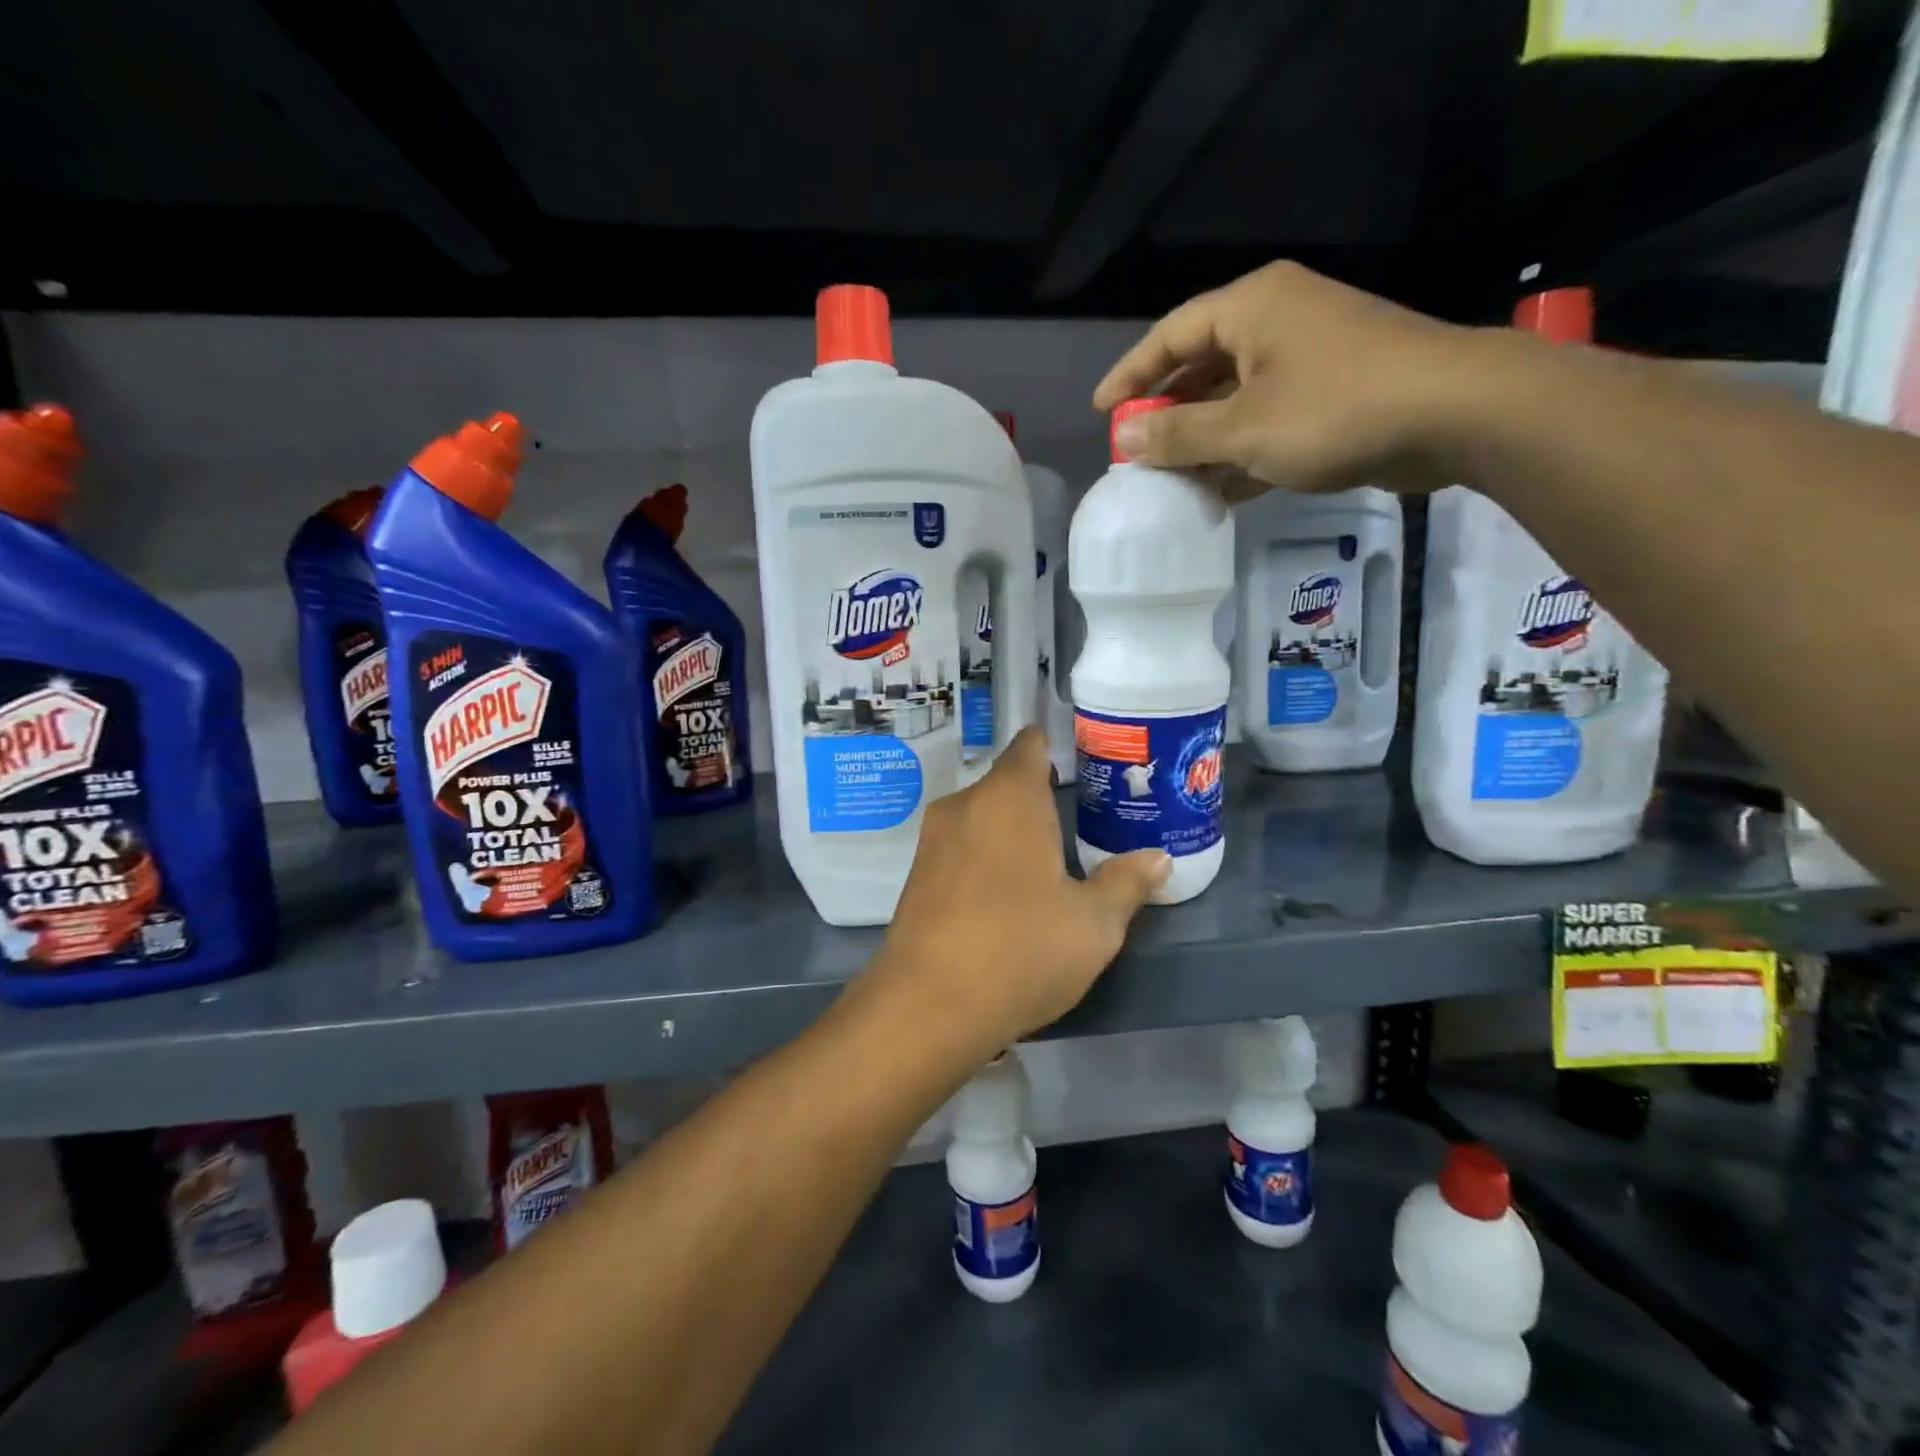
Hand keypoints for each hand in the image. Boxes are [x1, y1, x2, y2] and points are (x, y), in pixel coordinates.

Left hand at [863, 728, 1169, 1057]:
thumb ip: (1126, 883)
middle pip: (1007, 784)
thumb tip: (1158, 859)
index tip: (1085, 765)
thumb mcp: (1093, 923)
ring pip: (982, 818)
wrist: (926, 1006)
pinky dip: (986, 858)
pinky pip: (961, 849)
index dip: (1056, 747)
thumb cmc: (1021, 949)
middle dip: (1040, 799)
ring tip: (1049, 862)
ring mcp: (933, 840)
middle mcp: (965, 805)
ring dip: (1011, 832)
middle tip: (1080, 824)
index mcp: (1009, 797)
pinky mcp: (916, 876)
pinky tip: (1006, 896)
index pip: (1030, 745)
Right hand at [1091, 260, 1490, 496]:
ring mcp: (1310, 357)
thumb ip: (1178, 433)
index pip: (1171, 334)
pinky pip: (1268, 419)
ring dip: (1203, 439)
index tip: (1100, 410)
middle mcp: (1278, 321)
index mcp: (1252, 308)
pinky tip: (1220, 490)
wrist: (1455, 414)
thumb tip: (1123, 435)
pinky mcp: (1334, 393)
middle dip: (1168, 412)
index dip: (1131, 374)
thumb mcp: (1243, 428)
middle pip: (1203, 365)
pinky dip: (1242, 451)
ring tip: (1170, 480)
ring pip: (1236, 397)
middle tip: (1136, 451)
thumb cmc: (1335, 410)